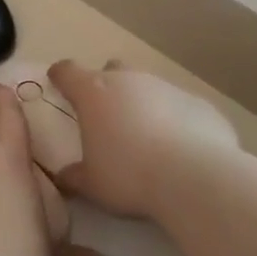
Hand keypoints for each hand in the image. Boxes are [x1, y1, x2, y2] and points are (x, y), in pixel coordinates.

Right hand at [46, 60, 241, 220]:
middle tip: (107, 116)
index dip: (61, 76)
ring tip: (147, 138)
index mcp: (93, 92)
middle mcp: (128, 80)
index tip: (58, 82)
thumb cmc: (129, 175)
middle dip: (107, 87)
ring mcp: (166, 87)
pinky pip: (180, 107)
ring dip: (143, 104)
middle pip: (112, 70)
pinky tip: (180, 148)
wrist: (195, 177)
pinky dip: (175, 120)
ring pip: (148, 87)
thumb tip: (63, 177)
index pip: (67, 71)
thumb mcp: (92, 184)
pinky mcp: (198, 103)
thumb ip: (74, 176)